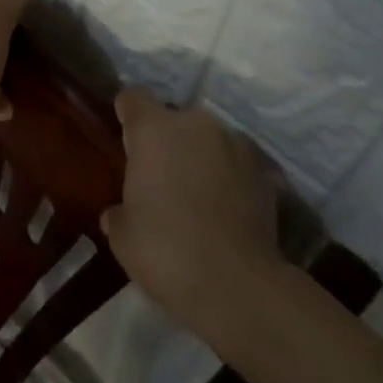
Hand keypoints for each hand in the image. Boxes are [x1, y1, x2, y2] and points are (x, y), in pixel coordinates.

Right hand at [102, 89, 283, 340]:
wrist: (236, 284)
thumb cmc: (165, 250)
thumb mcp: (123, 237)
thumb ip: (119, 212)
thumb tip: (118, 212)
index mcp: (154, 129)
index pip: (133, 98)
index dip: (126, 115)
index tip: (125, 141)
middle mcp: (196, 124)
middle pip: (174, 118)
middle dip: (166, 140)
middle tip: (159, 177)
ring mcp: (235, 144)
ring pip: (208, 140)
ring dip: (200, 157)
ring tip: (196, 195)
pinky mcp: (264, 172)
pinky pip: (236, 165)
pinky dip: (228, 179)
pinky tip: (223, 212)